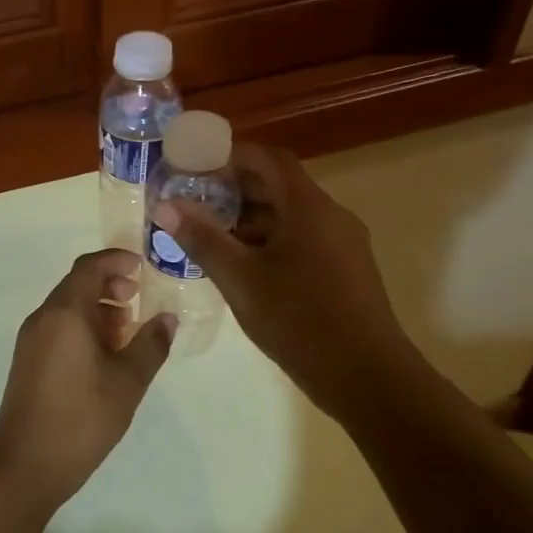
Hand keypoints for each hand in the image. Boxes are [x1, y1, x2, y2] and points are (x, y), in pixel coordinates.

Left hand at [0, 250, 174, 509]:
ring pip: (66, 307)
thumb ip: (151, 344)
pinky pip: (57, 327)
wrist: (26, 464)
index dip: (116, 261)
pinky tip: (104, 355)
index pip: (89, 267)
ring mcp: (30, 340)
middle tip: (138, 300)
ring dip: (97, 308)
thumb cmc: (82, 417)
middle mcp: (43, 318)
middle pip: (76, 284)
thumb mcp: (128, 381)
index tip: (143, 268)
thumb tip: (167, 318)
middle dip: (109, 285)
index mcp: (65, 313)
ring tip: (127, 331)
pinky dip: (82, 327)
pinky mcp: (27, 361)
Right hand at [152, 143, 415, 422]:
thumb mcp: (240, 279)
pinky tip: (244, 267)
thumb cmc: (299, 320)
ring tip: (211, 237)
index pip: (268, 159)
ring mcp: (343, 243)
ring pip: (291, 215)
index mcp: (307, 207)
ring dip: (251, 218)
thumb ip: (202, 238)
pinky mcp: (346, 270)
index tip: (195, 168)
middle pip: (280, 185)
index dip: (230, 156)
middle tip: (195, 203)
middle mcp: (330, 215)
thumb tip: (165, 205)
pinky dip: (271, 240)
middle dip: (235, 190)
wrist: (367, 376)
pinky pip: (303, 238)